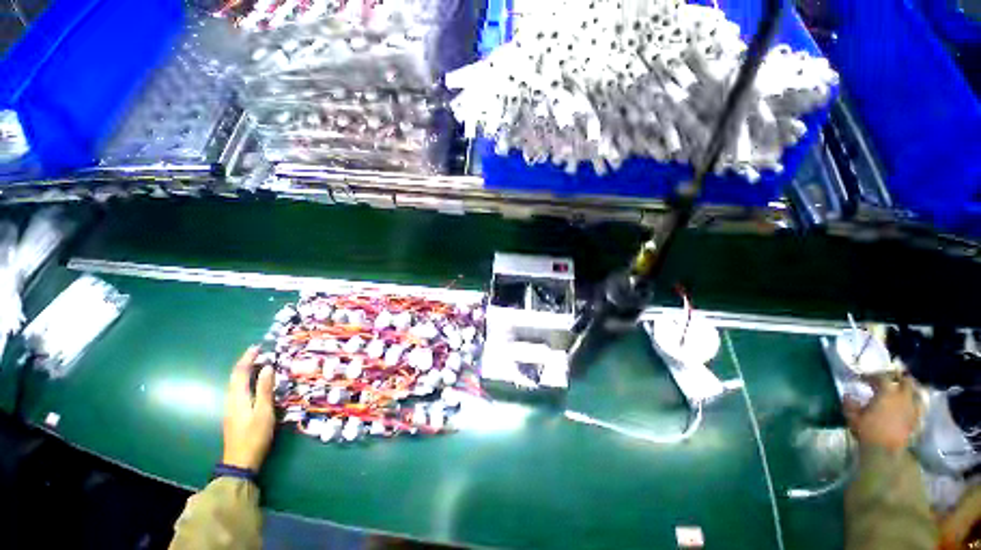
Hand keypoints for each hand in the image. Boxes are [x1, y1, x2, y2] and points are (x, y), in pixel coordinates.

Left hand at [222, 346, 275, 471]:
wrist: (240, 462)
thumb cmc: (255, 435)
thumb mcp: (264, 411)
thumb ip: (265, 389)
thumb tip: (268, 367)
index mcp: (238, 397)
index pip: (240, 372)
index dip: (248, 358)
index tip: (257, 347)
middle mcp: (231, 400)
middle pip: (235, 377)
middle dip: (245, 363)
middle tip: (258, 352)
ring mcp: (231, 408)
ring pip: (235, 384)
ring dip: (244, 371)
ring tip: (257, 364)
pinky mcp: (234, 414)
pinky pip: (238, 391)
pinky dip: (245, 381)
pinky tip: (253, 383)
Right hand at [844, 374, 921, 452]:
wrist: (885, 451)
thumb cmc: (868, 431)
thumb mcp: (853, 417)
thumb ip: (850, 404)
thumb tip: (848, 395)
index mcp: (886, 392)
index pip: (881, 377)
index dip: (871, 376)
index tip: (862, 378)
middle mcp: (902, 396)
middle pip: (905, 381)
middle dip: (897, 379)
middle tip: (887, 381)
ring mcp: (912, 408)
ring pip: (916, 392)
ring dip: (909, 390)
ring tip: (900, 392)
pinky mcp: (917, 419)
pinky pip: (919, 406)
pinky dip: (914, 403)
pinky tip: (908, 406)